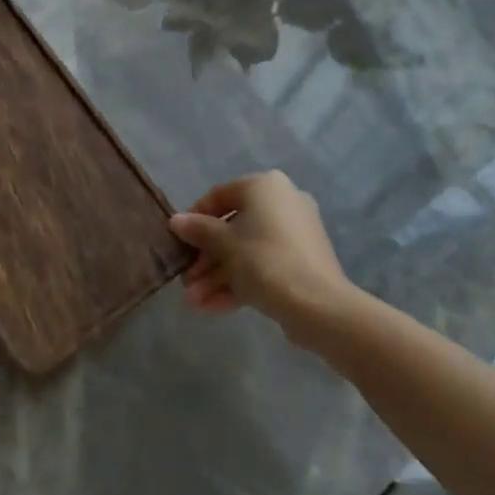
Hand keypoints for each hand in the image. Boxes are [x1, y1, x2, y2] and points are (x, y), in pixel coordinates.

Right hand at [170, 171, 361, 345]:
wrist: (318, 306)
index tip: (179, 242)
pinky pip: (263, 265)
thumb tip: (176, 220)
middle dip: (206, 258)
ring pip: (246, 251)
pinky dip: (239, 283)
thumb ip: (198, 230)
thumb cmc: (264, 260)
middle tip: (187, 280)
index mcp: (264, 187)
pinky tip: (212, 307)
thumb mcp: (223, 244)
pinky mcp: (301, 262)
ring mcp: (294, 234)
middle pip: (232, 228)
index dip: (194, 218)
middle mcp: (282, 202)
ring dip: (217, 276)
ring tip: (194, 302)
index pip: (219, 195)